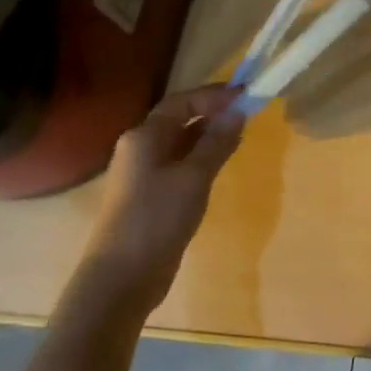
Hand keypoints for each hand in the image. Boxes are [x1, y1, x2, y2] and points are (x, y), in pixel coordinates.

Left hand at [79, 85, 243, 317]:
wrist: (122, 277)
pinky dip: (202, 156)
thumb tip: (238, 112)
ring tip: (240, 133)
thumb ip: (217, 142)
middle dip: (213, 112)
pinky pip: (180, 163)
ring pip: (181, 142)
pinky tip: (221, 162)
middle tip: (248, 111)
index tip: (246, 94)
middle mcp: (140, 148)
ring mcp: (144, 173)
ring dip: (209, 134)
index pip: (182, 102)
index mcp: (144, 136)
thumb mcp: (194, 176)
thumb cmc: (157, 218)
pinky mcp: (152, 194)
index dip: (213, 95)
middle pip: (179, 119)